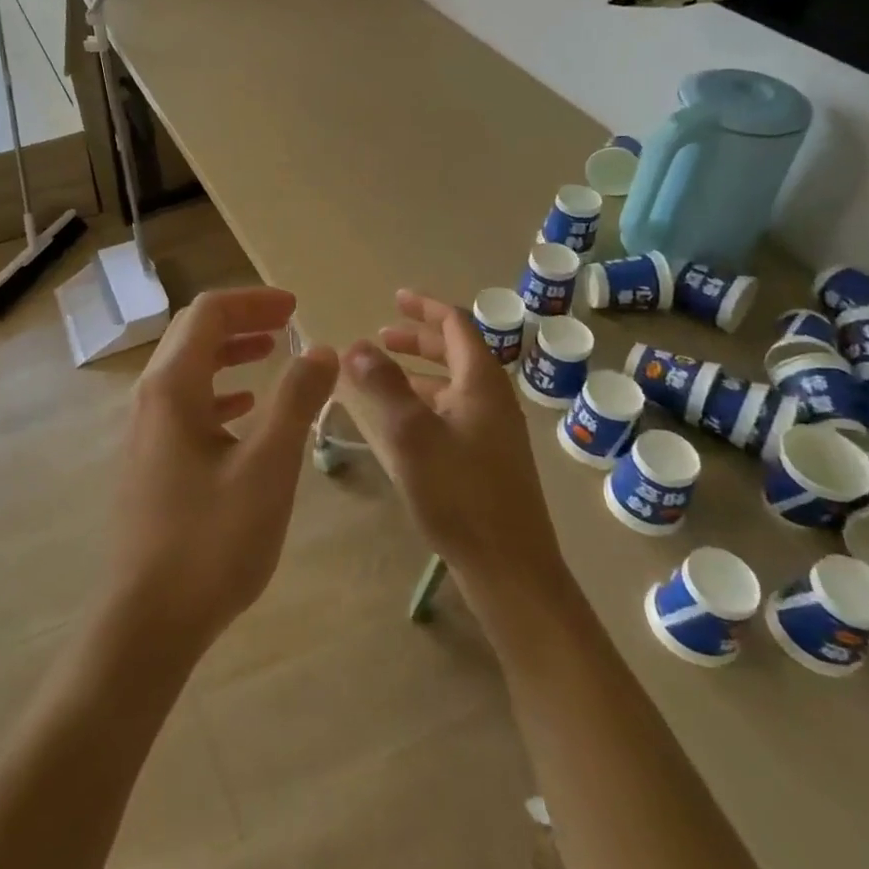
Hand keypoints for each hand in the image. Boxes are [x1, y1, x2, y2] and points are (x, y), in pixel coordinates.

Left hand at [103, 287, 339, 663]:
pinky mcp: (150, 459)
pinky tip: (244, 409)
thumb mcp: (268, 466)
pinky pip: (184, 404)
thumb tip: (320, 350)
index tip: (295, 307)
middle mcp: (150, 398)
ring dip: (228, 353)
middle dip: (241, 320)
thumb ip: (296, 401)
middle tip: (287, 322)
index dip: (253, 301)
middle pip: (193, 335)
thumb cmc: (212, 540)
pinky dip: (218, 391)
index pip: (208, 314)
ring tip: (271, 353)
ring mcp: (145, 430)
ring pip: (187, 369)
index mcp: (171, 387)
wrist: (150, 620)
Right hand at [342, 290, 573, 608]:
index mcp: (481, 384)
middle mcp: (492, 399)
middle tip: (381, 336)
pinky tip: (400, 421)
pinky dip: (424, 401)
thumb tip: (356, 345)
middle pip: (456, 352)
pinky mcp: (487, 459)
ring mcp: (493, 431)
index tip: (395, 298)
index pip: (456, 325)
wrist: (511, 569)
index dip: (425, 308)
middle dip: (418, 339)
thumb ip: (384, 386)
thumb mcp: (413, 435)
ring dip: (418, 371)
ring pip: (453, 385)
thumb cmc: (461, 496)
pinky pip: (453, 412)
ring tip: (381, 374)